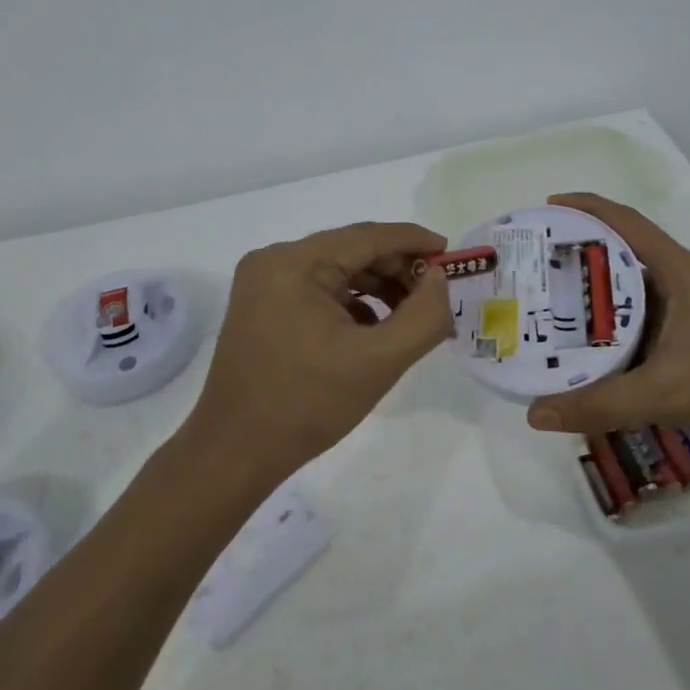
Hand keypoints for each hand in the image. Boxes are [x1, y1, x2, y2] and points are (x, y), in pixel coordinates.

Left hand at [185, 221, 453, 486]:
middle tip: (437, 295)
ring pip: (336, 272)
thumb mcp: (379, 361)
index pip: (367, 237)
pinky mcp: (262, 307)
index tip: (452, 254)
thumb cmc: (308, 404)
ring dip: (377, 288)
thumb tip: (439, 279)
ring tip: (411, 317)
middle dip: (397, 270)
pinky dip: (351, 305)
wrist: (236, 452)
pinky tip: (375, 331)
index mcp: (294, 263)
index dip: (414, 241)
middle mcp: (273, 261)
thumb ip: (423, 316)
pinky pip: (318, 292)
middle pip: (351, 251)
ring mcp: (263, 284)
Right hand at [524, 193, 689, 471]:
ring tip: (541, 303)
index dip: (587, 209)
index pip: (627, 223)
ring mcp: (684, 316)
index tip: (545, 208)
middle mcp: (680, 285)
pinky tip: (576, 348)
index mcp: (680, 274)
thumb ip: (599, 404)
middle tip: (531, 264)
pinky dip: (604, 330)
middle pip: (620, 255)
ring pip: (626, 294)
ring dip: (588, 296)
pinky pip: (633, 326)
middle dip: (575, 254)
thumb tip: (534, 413)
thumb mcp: (665, 394)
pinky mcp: (685, 344)